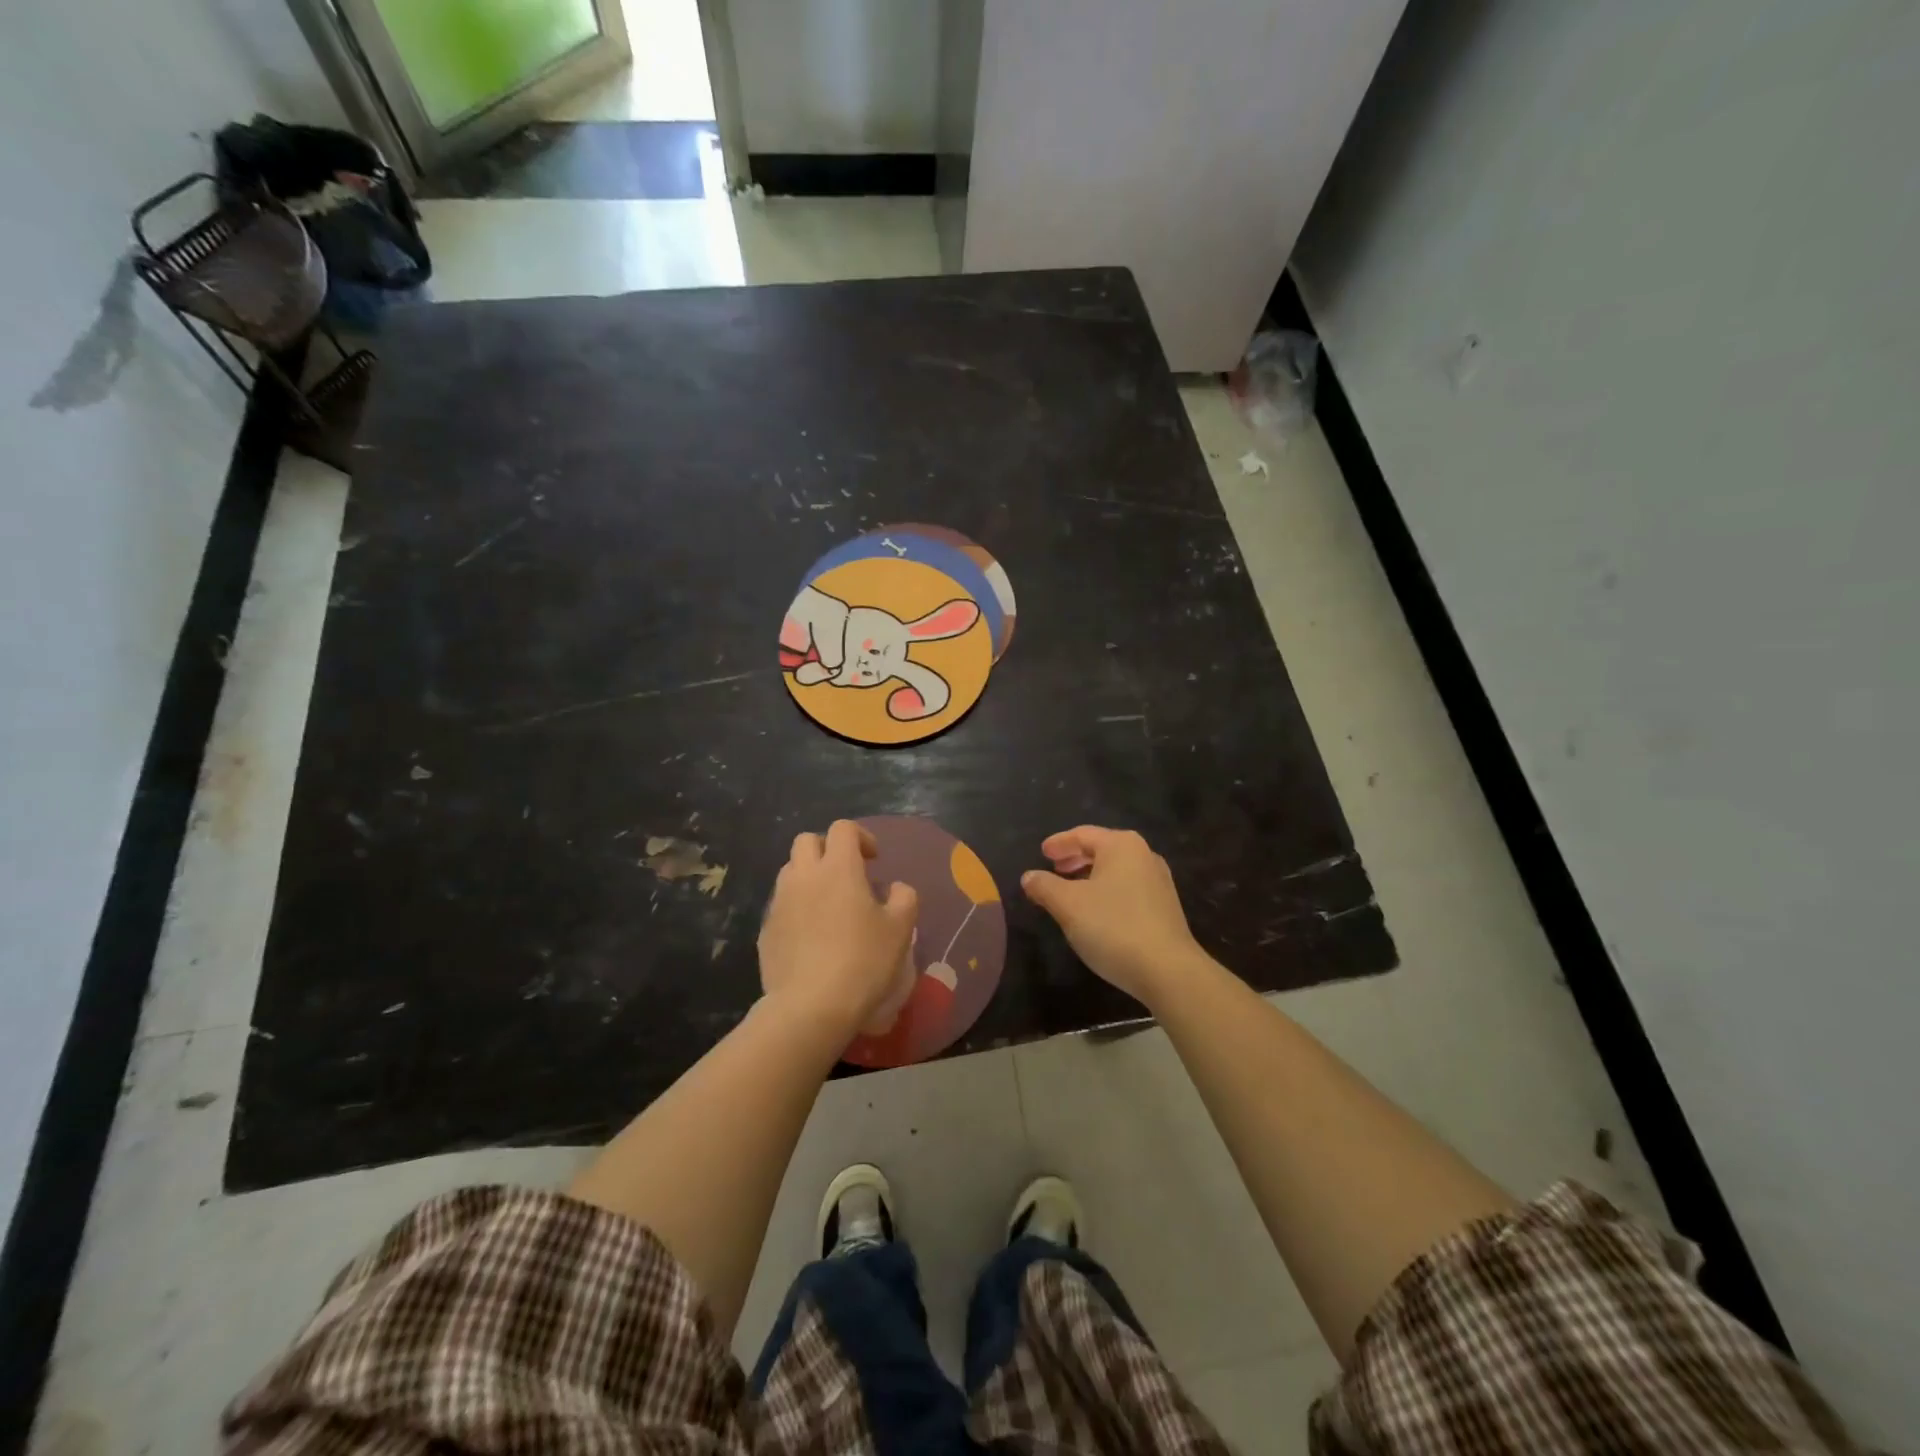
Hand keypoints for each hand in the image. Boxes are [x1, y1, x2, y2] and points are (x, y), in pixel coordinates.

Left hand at [759, 820, 918, 1039]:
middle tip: (847, 874)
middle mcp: (803, 876)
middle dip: (827, 849)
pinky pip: (781, 905)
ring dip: (809, 876)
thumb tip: (895, 888)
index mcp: (838, 868)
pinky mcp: (766, 930)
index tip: (874, 861)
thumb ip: (904, 898)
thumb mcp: (900, 929)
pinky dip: (796, 907)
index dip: (861, 837)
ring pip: (790, 871)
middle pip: (807, 840)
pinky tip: (811, 936)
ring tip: (828, 904)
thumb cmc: (863, 961)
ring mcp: (779, 902)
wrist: (811, 1007)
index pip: (843, 829)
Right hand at [1022, 827, 1206, 1005]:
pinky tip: (1096, 912)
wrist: (1167, 971)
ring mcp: (1158, 882)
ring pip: (1115, 870)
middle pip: (1102, 849)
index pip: (1083, 834)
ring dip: (1090, 877)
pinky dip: (1106, 891)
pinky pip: (1128, 888)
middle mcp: (1144, 855)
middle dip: (1075, 858)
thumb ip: (1044, 886)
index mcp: (1121, 846)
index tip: (1042, 852)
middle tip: (1054, 869)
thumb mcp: (1068, 905)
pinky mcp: (1165, 907)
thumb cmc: (1113, 927)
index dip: (1059, 843)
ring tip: (1070, 892)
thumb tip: (1029, 876)